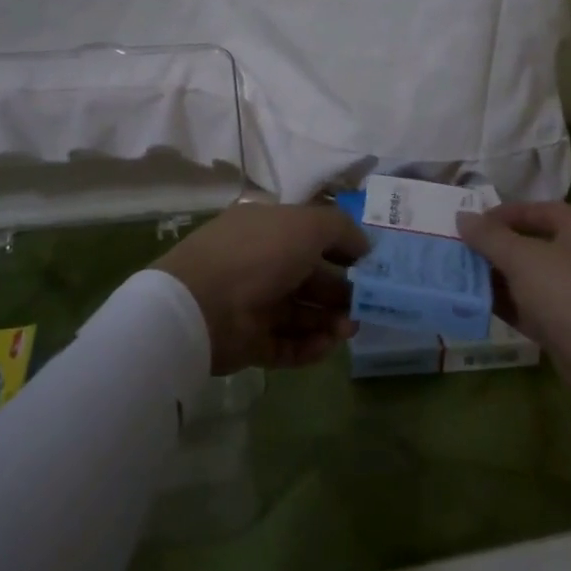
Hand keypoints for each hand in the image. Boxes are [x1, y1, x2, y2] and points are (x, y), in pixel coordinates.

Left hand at [154, 203, 366, 374]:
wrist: (202, 306)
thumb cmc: (260, 253)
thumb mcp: (308, 224)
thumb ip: (341, 229)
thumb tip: (364, 245)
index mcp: (267, 228)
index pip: (309, 235)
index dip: (340, 247)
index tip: (368, 265)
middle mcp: (260, 262)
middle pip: (309, 278)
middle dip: (340, 291)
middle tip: (364, 305)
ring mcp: (253, 303)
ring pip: (301, 313)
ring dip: (329, 321)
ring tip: (348, 329)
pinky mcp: (249, 342)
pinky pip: (286, 344)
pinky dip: (309, 346)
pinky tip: (328, 345)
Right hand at [457, 202, 570, 413]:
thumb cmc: (570, 295)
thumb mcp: (523, 260)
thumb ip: (490, 237)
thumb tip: (462, 216)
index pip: (535, 210)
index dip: (502, 214)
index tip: (470, 225)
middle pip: (531, 244)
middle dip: (495, 248)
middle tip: (460, 253)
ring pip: (530, 278)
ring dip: (498, 279)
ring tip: (461, 279)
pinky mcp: (570, 326)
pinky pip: (533, 308)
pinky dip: (509, 305)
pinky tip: (478, 307)